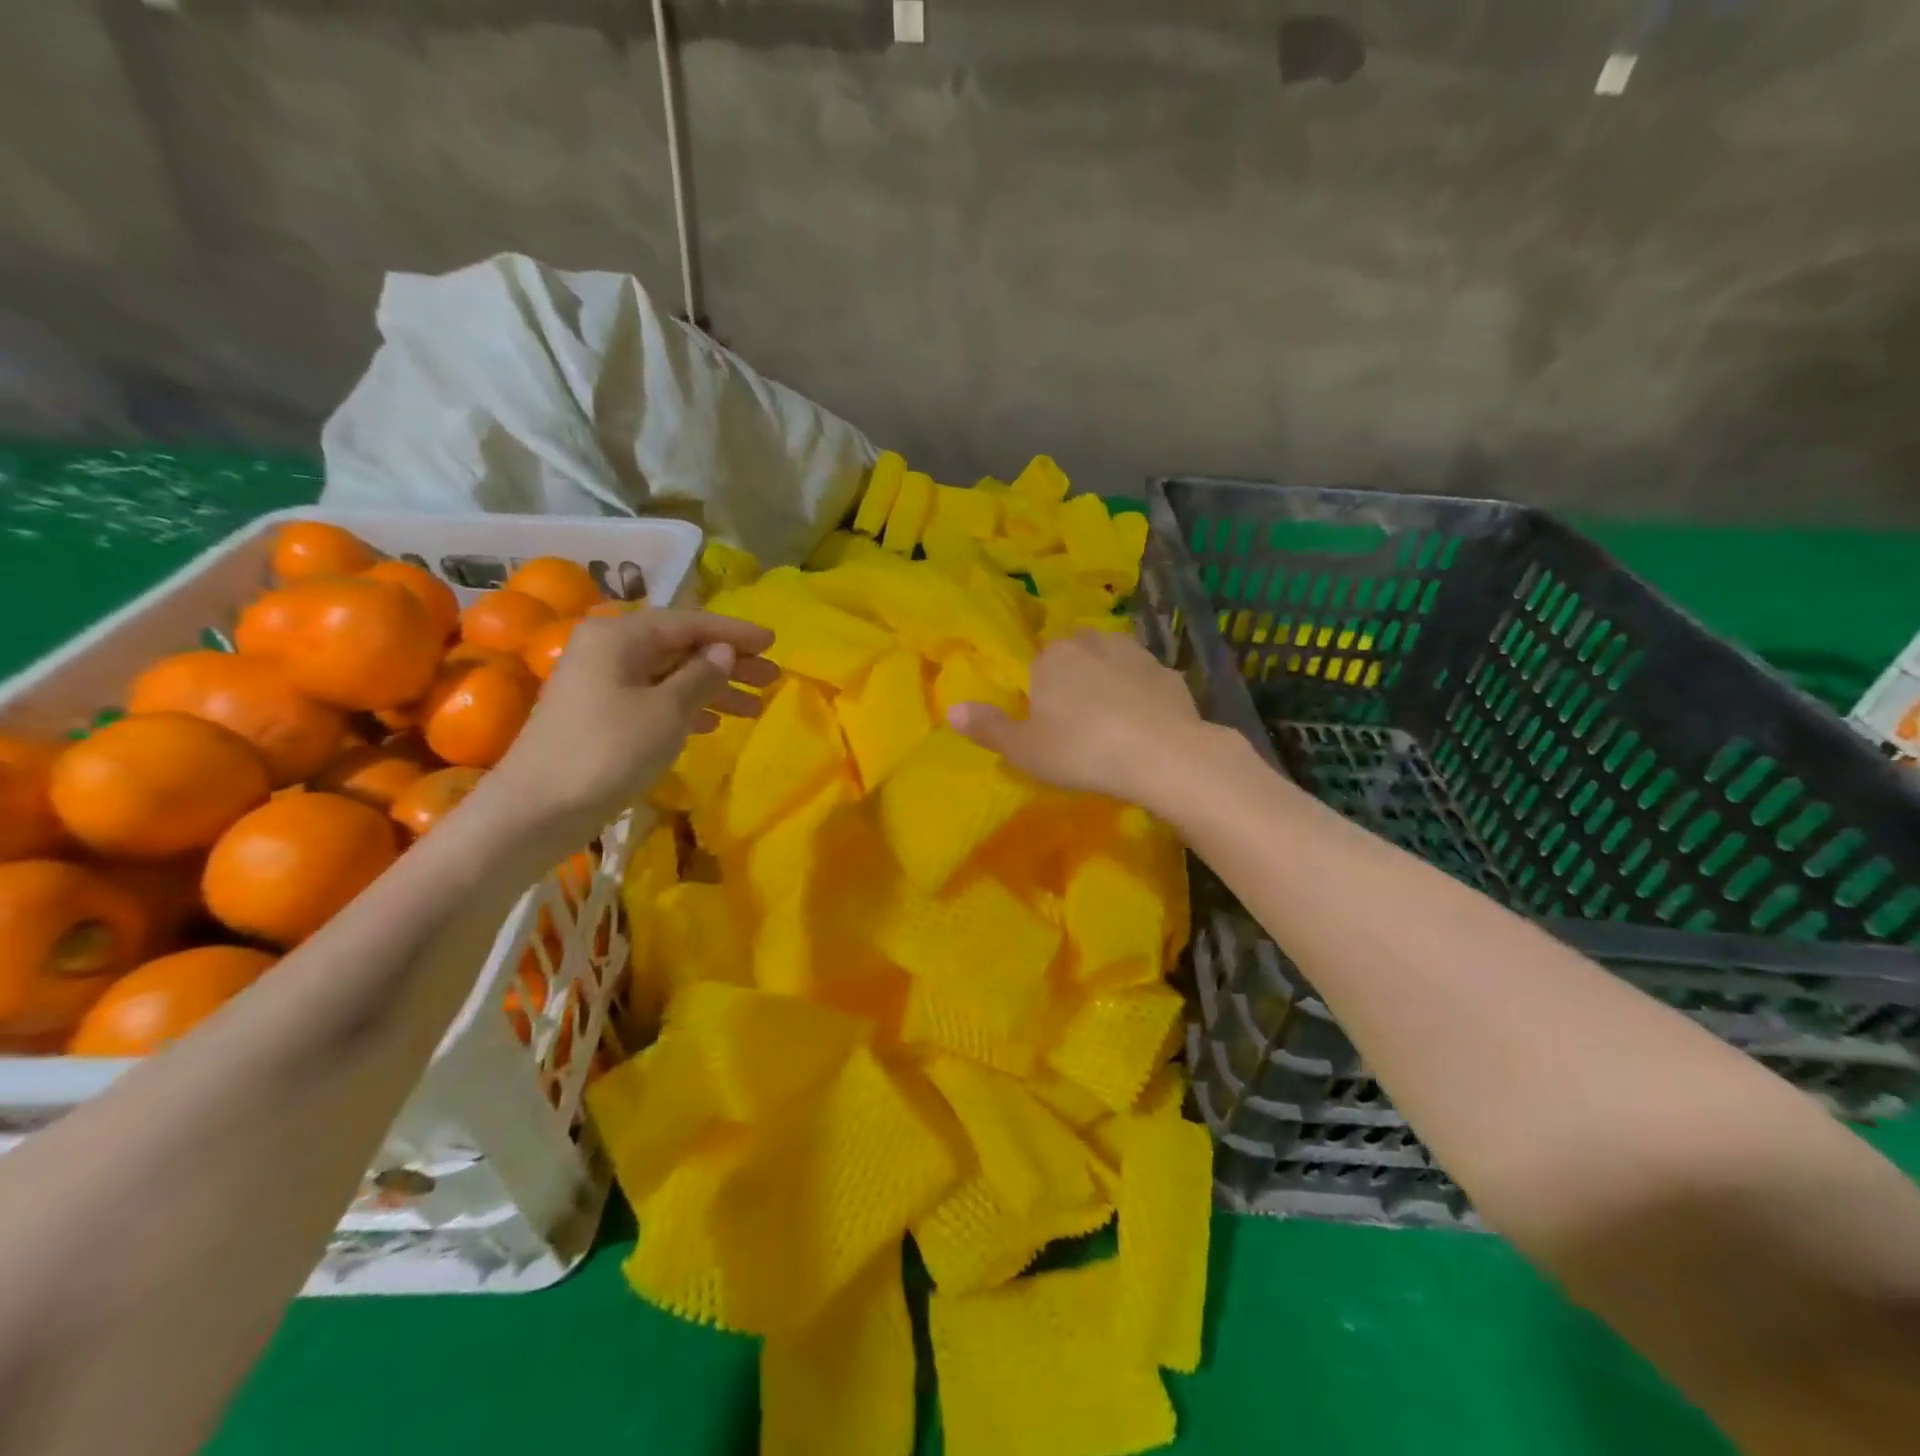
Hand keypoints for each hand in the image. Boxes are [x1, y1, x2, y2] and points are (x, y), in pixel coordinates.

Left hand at [489, 609, 776, 837]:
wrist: (538, 809)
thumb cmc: (609, 751)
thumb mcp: (667, 711)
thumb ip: (701, 676)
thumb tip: (724, 651)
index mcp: (620, 636)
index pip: (690, 623)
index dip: (735, 632)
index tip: (774, 642)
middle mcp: (608, 649)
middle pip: (681, 648)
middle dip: (729, 663)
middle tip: (771, 677)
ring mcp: (601, 683)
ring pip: (670, 676)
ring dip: (713, 689)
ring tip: (754, 706)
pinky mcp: (600, 715)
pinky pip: (654, 698)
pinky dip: (686, 708)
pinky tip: (713, 724)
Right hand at [947, 630, 1205, 807]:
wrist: (1163, 755)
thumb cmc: (1081, 750)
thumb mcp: (1024, 749)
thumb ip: (987, 727)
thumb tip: (950, 709)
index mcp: (1053, 656)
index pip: (1038, 662)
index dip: (1040, 690)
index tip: (1046, 721)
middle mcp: (1094, 643)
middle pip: (1076, 654)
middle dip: (1074, 678)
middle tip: (1076, 722)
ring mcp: (1137, 656)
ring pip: (1114, 661)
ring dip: (1110, 682)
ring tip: (1111, 722)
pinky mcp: (1171, 675)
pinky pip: (1147, 683)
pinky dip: (1143, 698)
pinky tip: (1144, 727)